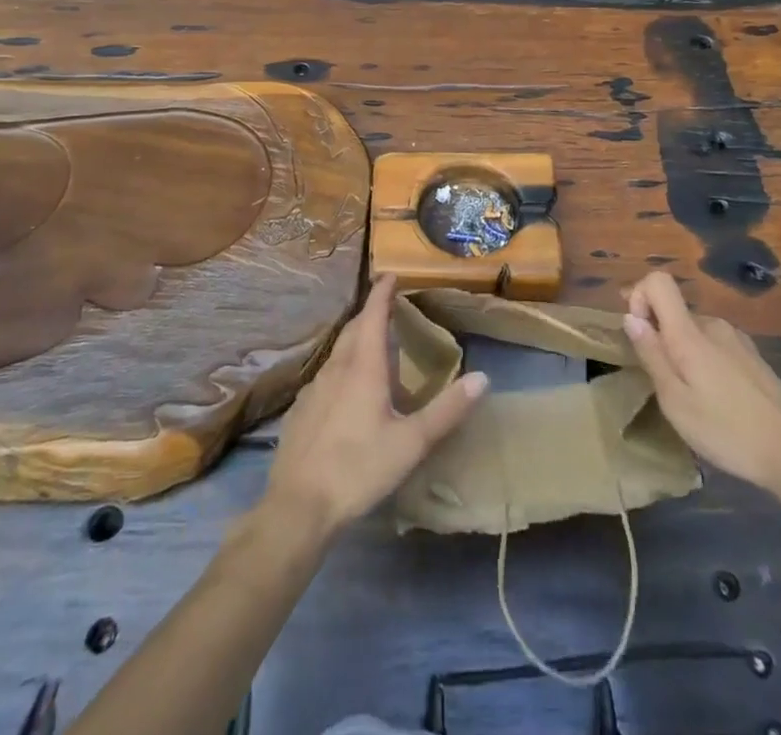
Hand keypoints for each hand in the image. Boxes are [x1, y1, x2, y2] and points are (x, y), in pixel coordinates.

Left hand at [263, 274, 487, 538]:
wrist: (298, 506)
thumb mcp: (412, 443)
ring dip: (355, 339)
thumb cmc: (359, 469)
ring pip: (338, 351)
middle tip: (387, 307)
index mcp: (363, 367)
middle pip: (354, 329)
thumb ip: (447, 410)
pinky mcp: (300, 410)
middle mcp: (337, 368)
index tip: (390, 274)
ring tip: (371, 343)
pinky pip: (325, 375)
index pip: (374, 315)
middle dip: (370, 313)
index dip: (382, 293)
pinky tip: (345, 388)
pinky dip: (341, 367)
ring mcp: (314, 389)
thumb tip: (483, 377)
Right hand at [624, 271, 780, 493]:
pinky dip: (705, 362)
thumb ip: (652, 355)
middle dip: (661, 338)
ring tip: (694, 399)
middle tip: (666, 386)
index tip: (640, 335)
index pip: (658, 281)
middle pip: (674, 311)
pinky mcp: (753, 356)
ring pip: (695, 332)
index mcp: (691, 333)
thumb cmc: (727, 431)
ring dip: (684, 354)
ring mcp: (737, 339)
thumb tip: (630, 317)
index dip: (639, 297)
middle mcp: (714, 325)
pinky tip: (720, 401)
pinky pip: (716, 346)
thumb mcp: (676, 402)